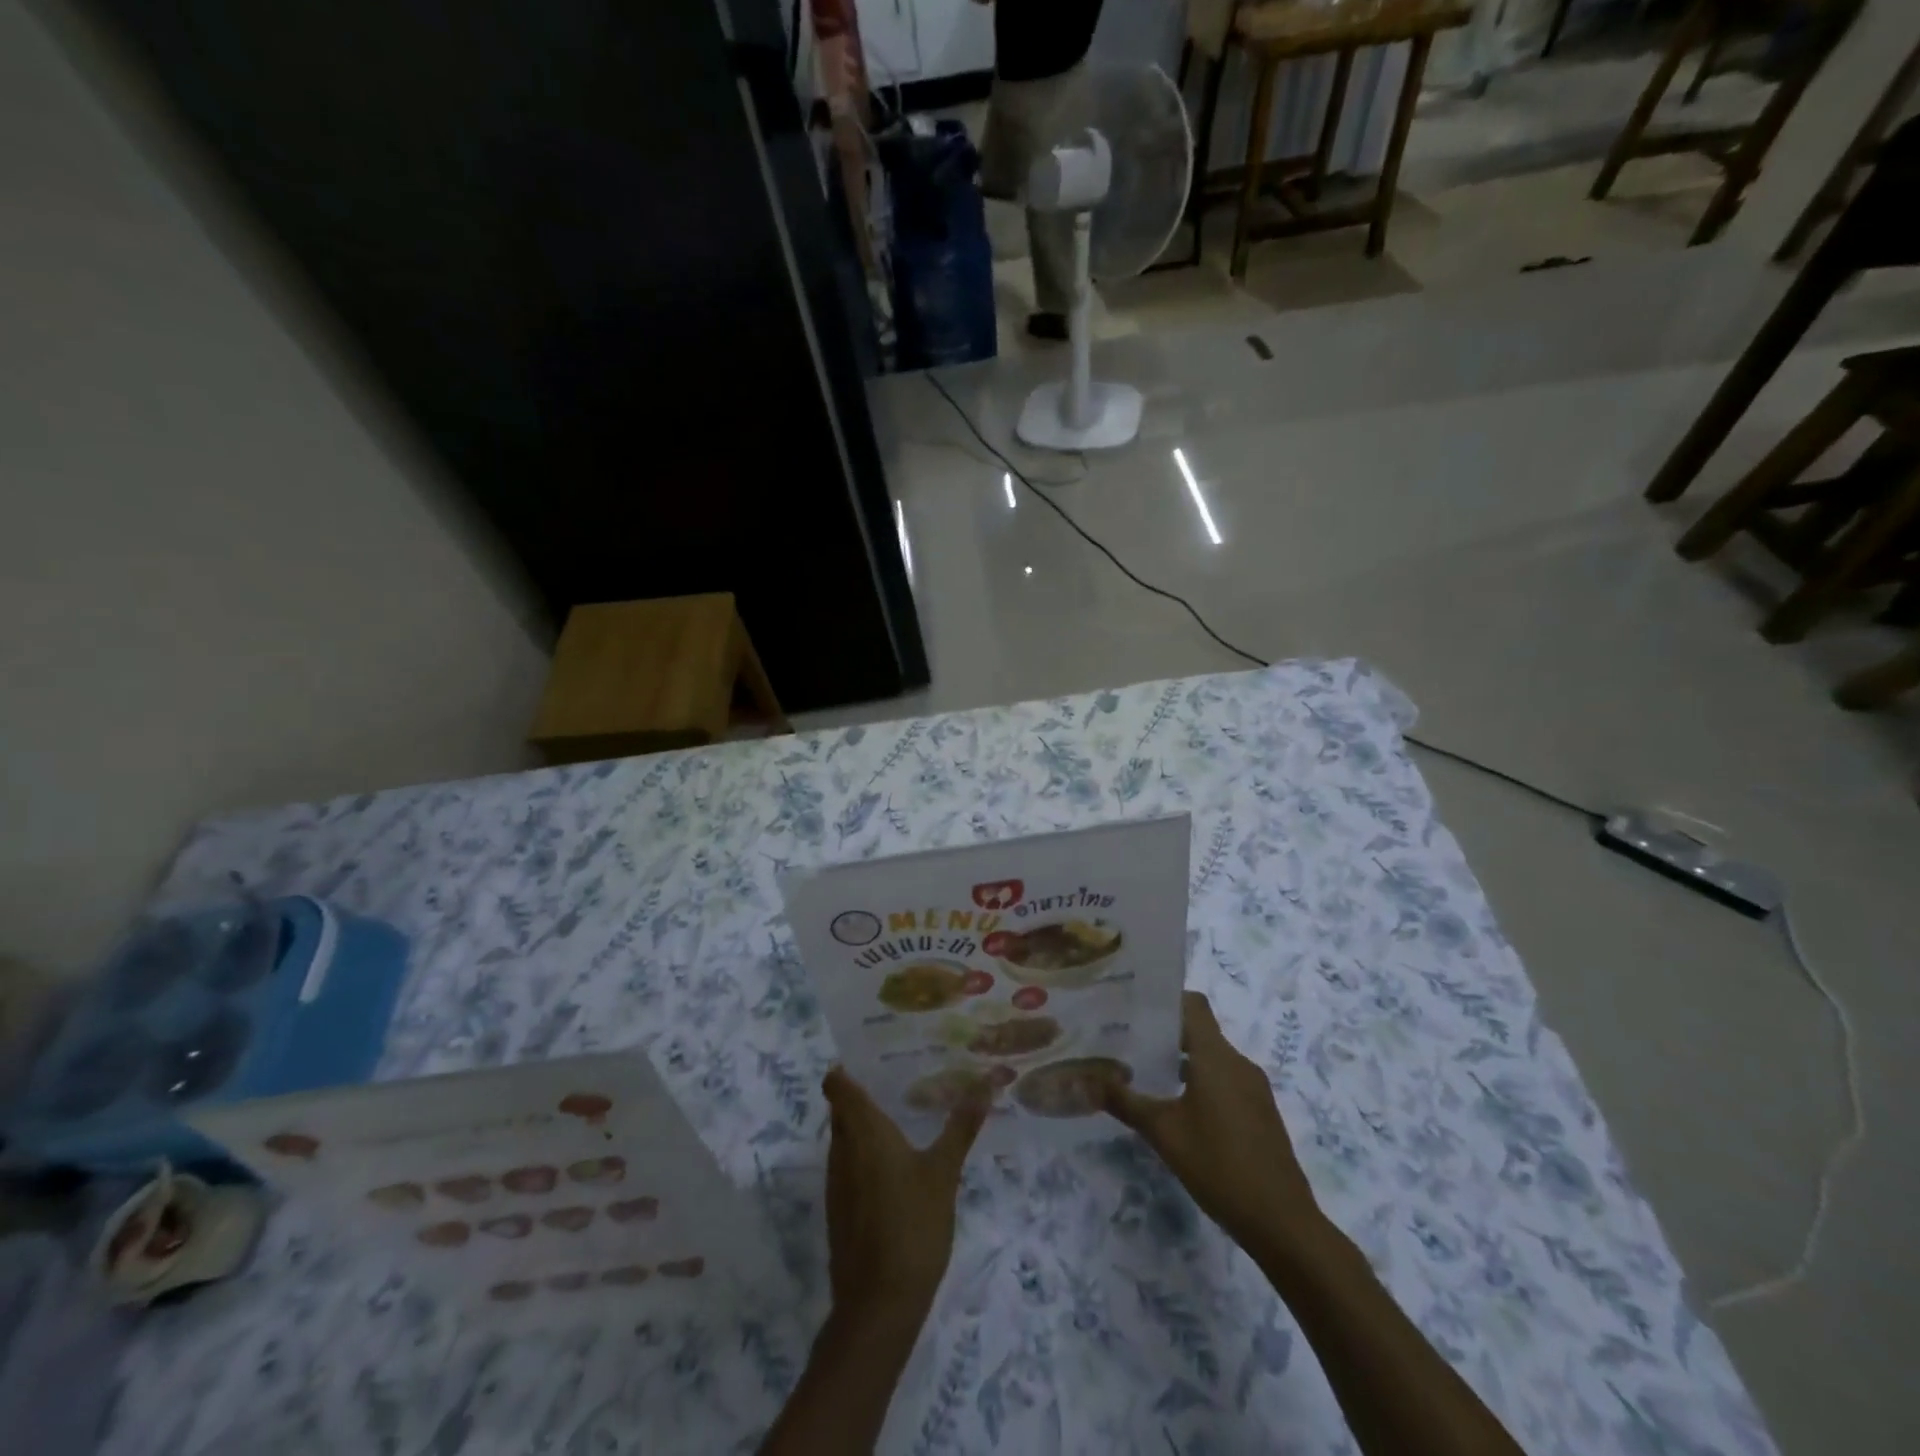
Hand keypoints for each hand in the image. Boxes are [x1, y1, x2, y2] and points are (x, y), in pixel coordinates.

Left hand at [822, 1066, 987, 1326]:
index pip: (836, 1084)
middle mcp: (841, 1150)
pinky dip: (865, 1157)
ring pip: (844, 1139)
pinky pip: (848, 1167)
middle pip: (841, 1110)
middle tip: (899, 1080)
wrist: (878, 1306)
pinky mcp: (839, 1211)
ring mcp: (836, 1183)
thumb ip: (961, 1127)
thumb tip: (986, 1082)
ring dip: (864, 1127)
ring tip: (902, 1117)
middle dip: (863, 1093)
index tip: (871, 1055)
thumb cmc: (912, 1226)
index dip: (846, 1068)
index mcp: (862, 1131)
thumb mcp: (943, 1173)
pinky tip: (895, 1166)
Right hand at [1104, 992, 1322, 1253]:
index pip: (1193, 1004)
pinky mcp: (1260, 1112)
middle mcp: (1238, 1063)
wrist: (1282, 1223)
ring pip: (1212, 1058)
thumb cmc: (1219, 1166)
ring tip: (1145, 1072)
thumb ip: (1125, 1102)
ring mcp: (1254, 1088)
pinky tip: (1177, 1106)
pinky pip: (1226, 1080)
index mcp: (1217, 1057)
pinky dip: (1200, 1081)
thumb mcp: (1163, 1133)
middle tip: (1126, 1038)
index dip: (1165, 999)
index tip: (1133, 1004)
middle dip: (1165, 1032)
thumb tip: (1087, 1080)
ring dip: (1182, 1060)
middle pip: (1200, 1030)